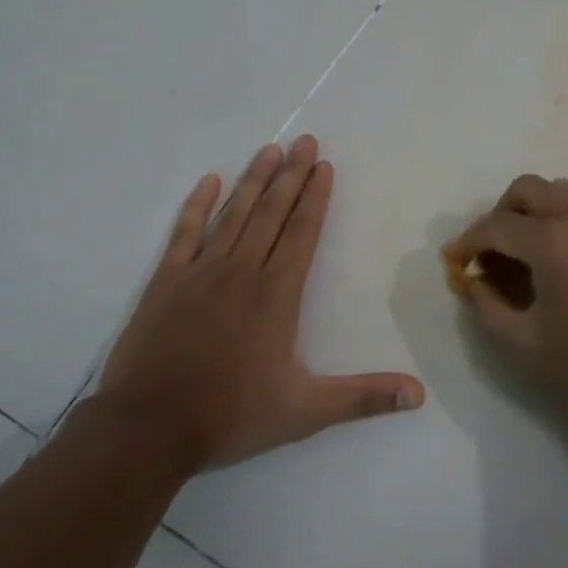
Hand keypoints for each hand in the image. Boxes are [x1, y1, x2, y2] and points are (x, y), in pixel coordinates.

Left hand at [98, 136, 425, 470]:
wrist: (148, 427)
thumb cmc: (230, 415)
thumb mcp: (305, 411)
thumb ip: (363, 398)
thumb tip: (419, 395)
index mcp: (276, 295)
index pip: (302, 233)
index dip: (315, 197)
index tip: (324, 166)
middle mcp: (242, 271)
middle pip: (271, 212)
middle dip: (291, 175)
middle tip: (305, 140)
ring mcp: (200, 272)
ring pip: (233, 214)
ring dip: (253, 180)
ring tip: (270, 150)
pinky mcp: (166, 281)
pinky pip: (185, 233)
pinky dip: (197, 205)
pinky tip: (209, 181)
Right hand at [443, 175, 567, 430]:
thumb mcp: (527, 346)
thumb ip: (489, 308)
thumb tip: (474, 282)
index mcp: (551, 240)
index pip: (495, 226)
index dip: (468, 242)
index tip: (455, 262)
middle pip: (527, 190)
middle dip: (499, 215)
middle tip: (490, 253)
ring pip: (558, 193)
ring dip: (531, 213)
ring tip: (523, 256)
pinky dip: (559, 221)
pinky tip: (558, 265)